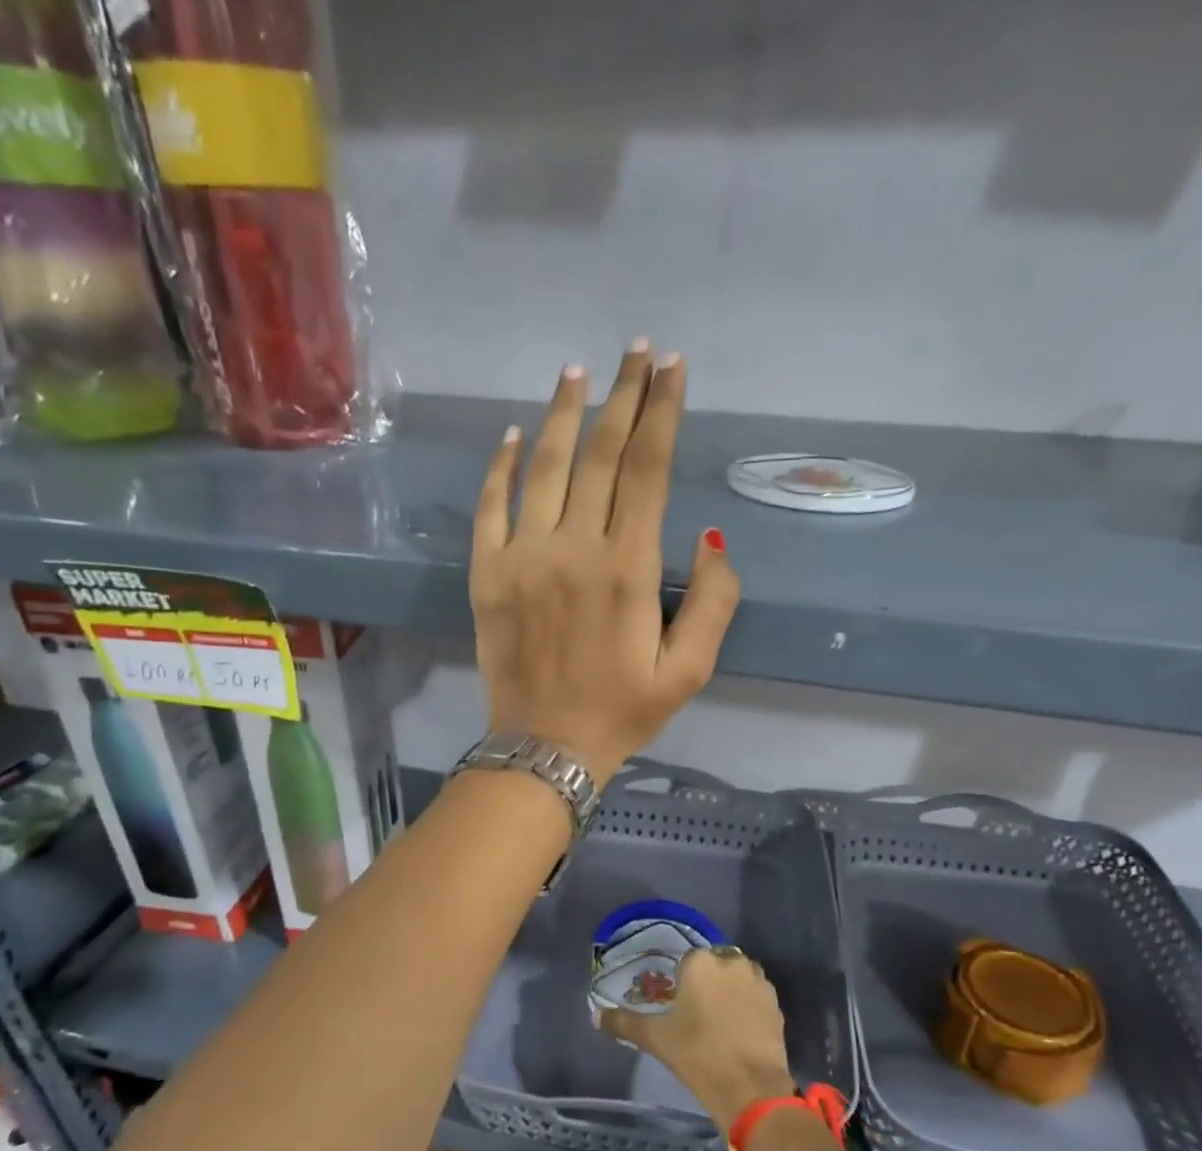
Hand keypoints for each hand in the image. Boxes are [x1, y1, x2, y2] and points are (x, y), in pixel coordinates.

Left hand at [470, 344, 740, 783]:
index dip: (662, 413)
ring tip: (577, 373)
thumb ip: (714, 601)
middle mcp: (573, 549)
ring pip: (543, 467)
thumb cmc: (623, 711)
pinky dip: (500, 467)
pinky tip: (513, 435)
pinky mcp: (487, 574)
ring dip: (562, 414)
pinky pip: (490, 507)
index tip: (673, 370)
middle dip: (623, 396)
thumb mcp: (690, 670)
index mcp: (627, 568)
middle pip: (599, 454)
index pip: (647, 469)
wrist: (545, 748)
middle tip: (636, 352)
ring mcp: (522, 557)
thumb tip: (709, 538)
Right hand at [599, 947, 795, 1132]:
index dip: (681, 985)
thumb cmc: (697, 1054)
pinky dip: (747, 1008)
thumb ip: (624, 1022)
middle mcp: (732, 962)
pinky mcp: (776, 1004)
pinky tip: (739, 1032)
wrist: (750, 1087)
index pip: (687, 962)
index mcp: (701, 961)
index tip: (678, 1008)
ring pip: (737, 979)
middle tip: (696, 1017)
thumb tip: (595, 1015)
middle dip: (707, 985)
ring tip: (718, 1025)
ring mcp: (758, 982)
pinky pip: (755, 997)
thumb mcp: (655, 1038)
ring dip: (729, 993)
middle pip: (714, 967)